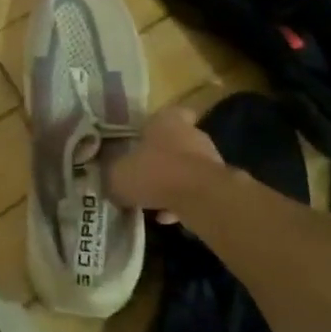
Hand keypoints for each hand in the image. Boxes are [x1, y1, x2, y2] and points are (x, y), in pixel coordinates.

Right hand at [110, 107, 225, 223]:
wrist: (202, 198)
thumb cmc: (155, 173)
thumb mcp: (118, 175)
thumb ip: (113, 173)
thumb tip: (110, 177)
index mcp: (167, 121)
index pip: (167, 114)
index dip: (155, 127)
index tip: (143, 140)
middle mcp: (191, 134)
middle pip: (175, 143)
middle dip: (162, 159)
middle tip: (144, 175)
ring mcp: (209, 159)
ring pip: (186, 169)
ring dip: (172, 183)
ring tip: (153, 202)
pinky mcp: (220, 184)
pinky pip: (196, 191)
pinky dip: (183, 202)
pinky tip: (168, 217)